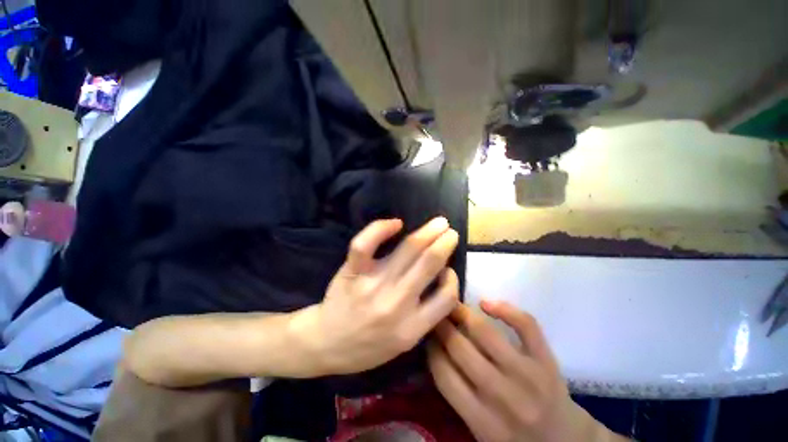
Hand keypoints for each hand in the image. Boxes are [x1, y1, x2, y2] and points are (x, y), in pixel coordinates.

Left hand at [291, 217, 459, 375]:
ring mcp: (373, 285)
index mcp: (411, 328)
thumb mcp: (403, 344)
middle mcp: (396, 304)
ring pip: (407, 250)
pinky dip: (381, 229)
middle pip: (428, 263)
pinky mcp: (352, 272)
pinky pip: (366, 245)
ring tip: (439, 223)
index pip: (447, 297)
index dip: (453, 278)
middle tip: (451, 232)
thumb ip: (425, 317)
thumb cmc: (366, 346)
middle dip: (445, 243)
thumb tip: (441, 280)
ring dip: (427, 232)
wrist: (325, 345)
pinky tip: (396, 223)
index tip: (448, 269)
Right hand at [428, 302, 621, 441]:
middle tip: (434, 313)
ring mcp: (528, 375)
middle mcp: (504, 397)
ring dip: (463, 313)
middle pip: (460, 349)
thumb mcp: (481, 434)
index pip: (444, 376)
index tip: (426, 333)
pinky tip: (486, 303)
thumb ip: (457, 398)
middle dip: (441, 326)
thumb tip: (435, 351)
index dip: (430, 349)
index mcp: (484, 422)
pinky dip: (505, 309)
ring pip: (486, 333)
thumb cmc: (516, 439)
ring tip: (451, 304)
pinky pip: (526, 325)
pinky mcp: (546, 360)